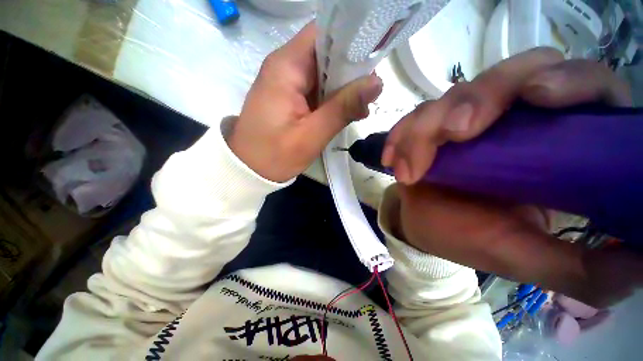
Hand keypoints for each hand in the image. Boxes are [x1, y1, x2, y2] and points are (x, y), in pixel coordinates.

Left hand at [227, 23, 382, 181]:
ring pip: (324, 72)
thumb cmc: (275, 155)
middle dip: (351, 71)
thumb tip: (376, 83)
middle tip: (369, 94)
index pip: (325, 33)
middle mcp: (285, 66)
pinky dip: (332, 99)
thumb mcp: (312, 135)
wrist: (249, 169)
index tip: (372, 64)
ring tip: (360, 108)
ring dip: (343, 88)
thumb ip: (343, 108)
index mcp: (287, 66)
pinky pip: (316, 88)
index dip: (351, 42)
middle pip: (326, 52)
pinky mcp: (289, 96)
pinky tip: (344, 114)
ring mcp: (287, 82)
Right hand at [390, 48, 637, 307]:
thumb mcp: (526, 258)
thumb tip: (642, 266)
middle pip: (509, 75)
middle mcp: (512, 119)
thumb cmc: (471, 239)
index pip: (581, 85)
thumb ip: (583, 269)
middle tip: (452, 135)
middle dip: (477, 99)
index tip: (538, 97)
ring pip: (451, 96)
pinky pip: (413, 117)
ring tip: (409, 170)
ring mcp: (465, 119)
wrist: (425, 226)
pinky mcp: (429, 127)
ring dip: (424, 129)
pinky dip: (401, 136)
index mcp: (556, 144)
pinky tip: (392, 159)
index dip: (566, 79)